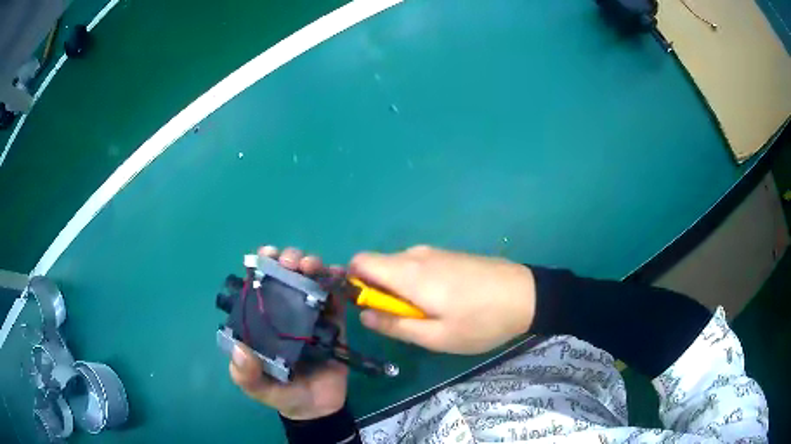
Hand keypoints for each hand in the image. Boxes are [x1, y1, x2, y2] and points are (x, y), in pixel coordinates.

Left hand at [229, 246, 348, 419]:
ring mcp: (312, 314)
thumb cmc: (282, 393)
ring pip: (311, 279)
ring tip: (311, 267)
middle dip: (289, 259)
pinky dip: (337, 279)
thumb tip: (240, 349)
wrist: (318, 408)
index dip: (263, 264)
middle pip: (287, 274)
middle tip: (292, 264)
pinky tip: (337, 273)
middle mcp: (286, 310)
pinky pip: (337, 297)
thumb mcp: (257, 388)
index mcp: (264, 319)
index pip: (260, 283)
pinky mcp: (335, 322)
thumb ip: (246, 375)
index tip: (267, 256)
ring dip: (312, 264)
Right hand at [351, 245, 535, 354]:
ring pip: (398, 268)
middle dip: (378, 293)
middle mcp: (415, 255)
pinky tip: (443, 303)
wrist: (527, 295)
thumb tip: (363, 315)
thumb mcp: (436, 337)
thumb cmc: (481, 321)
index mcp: (407, 272)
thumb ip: (395, 325)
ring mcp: (434, 253)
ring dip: (399, 292)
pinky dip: (416, 285)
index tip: (368, 308)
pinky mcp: (448, 256)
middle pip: (377, 266)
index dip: (353, 283)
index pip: (359, 261)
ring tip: (427, 316)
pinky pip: (417, 267)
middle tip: (403, 321)